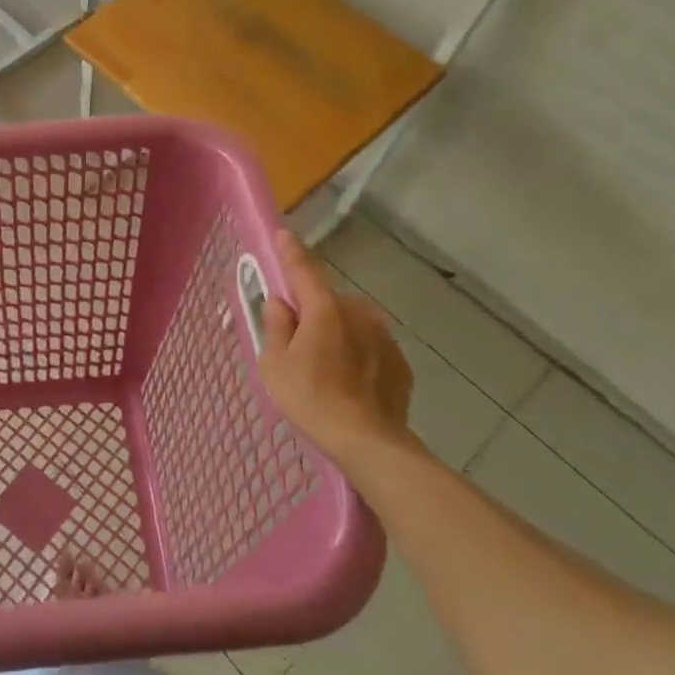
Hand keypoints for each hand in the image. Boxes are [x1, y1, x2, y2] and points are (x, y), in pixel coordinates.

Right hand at [258, 229, 416, 466]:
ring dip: (336, 333)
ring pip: (351, 323)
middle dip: (312, 312)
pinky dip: (357, 354)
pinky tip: (348, 383)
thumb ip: (276, 326)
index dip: (290, 252)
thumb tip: (280, 303)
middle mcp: (357, 313)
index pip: (303, 270)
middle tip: (297, 343)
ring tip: (325, 369)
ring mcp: (383, 336)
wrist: (368, 441)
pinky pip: (369, 346)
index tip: (283, 233)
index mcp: (323, 309)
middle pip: (327, 301)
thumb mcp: (275, 363)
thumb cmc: (311, 398)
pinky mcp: (399, 361)